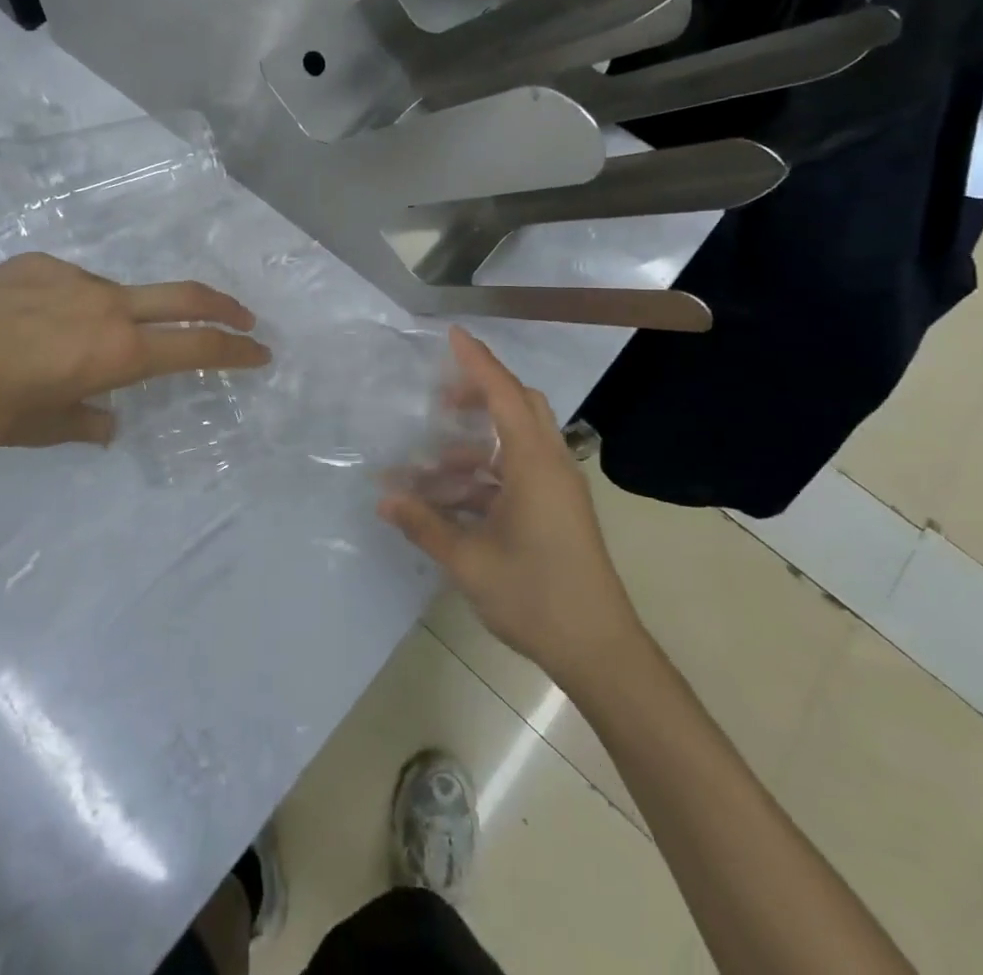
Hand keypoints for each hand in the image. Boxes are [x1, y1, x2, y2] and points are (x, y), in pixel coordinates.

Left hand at [0, 253, 269, 448]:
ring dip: (129, 317)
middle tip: (244, 318)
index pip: (196, 346)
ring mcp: (74, 278)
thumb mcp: (46, 429)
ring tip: (84, 345)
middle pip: (186, 296)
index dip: (236, 350)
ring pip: (122, 295)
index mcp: (117, 352)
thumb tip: (110, 421)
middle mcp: (107, 307)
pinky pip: (74, 285)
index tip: (260, 351)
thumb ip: (91, 422)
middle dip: (224, 308)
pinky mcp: (40, 262)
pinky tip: (38, 325)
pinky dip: (76, 307)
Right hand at [378, 328, 642, 682]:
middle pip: (519, 406)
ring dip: (475, 447)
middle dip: (480, 395)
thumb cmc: (535, 595)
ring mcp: (558, 488)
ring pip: (517, 442)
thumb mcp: (469, 560)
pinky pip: (520, 472)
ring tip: (429, 469)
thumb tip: (384, 500)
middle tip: (441, 403)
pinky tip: (453, 501)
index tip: (453, 335)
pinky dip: (487, 475)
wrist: (598, 649)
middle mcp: (551, 464)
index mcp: (534, 463)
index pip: (504, 393)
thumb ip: (424, 524)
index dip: (477, 361)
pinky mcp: (558, 510)